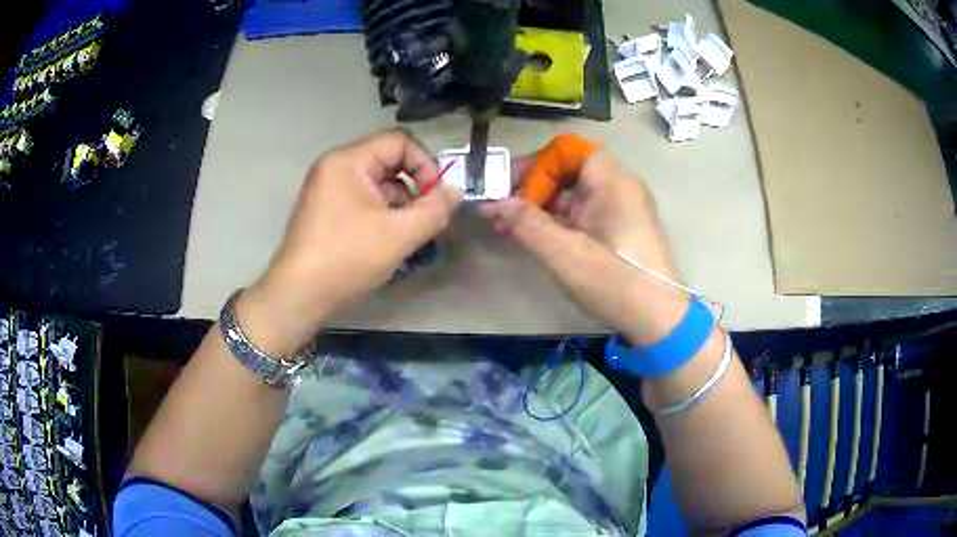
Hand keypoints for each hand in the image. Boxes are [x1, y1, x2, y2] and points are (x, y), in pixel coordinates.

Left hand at [239, 129, 462, 355]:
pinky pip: (363, 199)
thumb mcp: (398, 235)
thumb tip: (455, 191)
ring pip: (377, 183)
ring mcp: (328, 188)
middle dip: (414, 187)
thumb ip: (434, 210)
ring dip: (400, 204)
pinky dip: (382, 213)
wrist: (298, 295)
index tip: (436, 198)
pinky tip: (388, 240)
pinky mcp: (326, 209)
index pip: (400, 142)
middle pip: (389, 160)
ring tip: (409, 235)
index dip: (426, 165)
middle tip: (426, 218)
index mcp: (349, 160)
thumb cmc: (346, 258)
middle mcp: (335, 166)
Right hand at [479, 148, 686, 344]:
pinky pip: (581, 214)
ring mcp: (619, 209)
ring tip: (505, 227)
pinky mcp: (618, 229)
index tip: (507, 188)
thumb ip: (528, 225)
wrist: (660, 320)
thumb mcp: (566, 255)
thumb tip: (498, 203)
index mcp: (611, 181)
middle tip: (497, 210)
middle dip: (529, 188)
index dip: (535, 164)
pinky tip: (531, 238)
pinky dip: (556, 222)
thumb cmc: (616, 282)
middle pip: (567, 171)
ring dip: (538, 207)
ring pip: (571, 195)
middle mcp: (618, 187)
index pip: (566, 150)